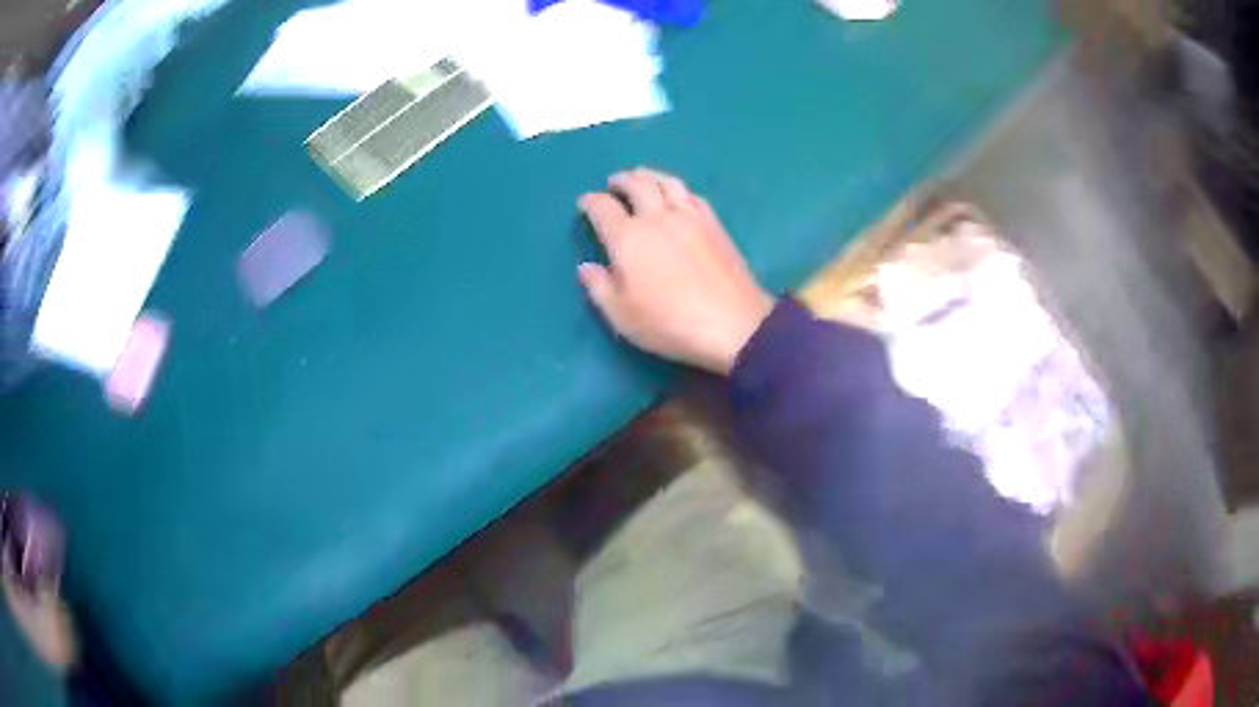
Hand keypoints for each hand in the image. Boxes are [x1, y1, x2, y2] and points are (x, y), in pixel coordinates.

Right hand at [578, 169, 774, 374]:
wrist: (732, 324)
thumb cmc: (669, 323)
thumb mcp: (621, 315)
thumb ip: (599, 288)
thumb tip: (586, 267)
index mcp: (628, 237)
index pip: (603, 207)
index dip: (591, 202)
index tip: (585, 203)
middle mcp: (657, 217)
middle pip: (637, 184)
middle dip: (621, 180)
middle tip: (614, 183)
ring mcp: (690, 217)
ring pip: (667, 182)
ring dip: (650, 175)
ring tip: (643, 177)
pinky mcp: (715, 225)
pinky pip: (692, 195)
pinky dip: (678, 189)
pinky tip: (678, 196)